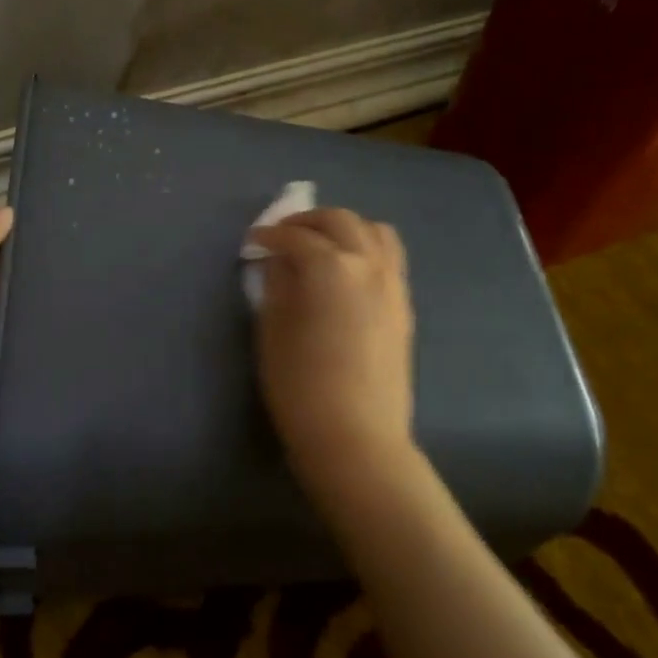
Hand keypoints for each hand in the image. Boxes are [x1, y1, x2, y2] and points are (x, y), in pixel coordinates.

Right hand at [249, 207, 417, 488]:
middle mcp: (368, 264)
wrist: (355, 437)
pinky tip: (346, 274)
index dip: (269, 235)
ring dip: (344, 229)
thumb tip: (279, 262)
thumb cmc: (300, 386)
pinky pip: (389, 258)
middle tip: (283, 235)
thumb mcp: (272, 331)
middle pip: (340, 221)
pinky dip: (365, 250)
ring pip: (374, 232)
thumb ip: (277, 286)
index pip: (295, 236)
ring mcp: (393, 284)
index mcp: (330, 268)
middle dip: (308, 221)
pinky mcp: (404, 307)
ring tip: (321, 246)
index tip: (253, 242)